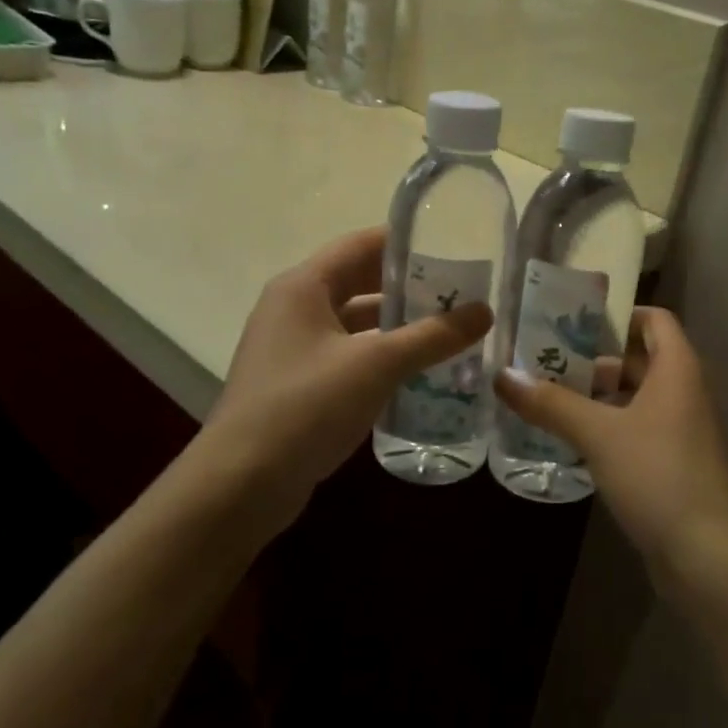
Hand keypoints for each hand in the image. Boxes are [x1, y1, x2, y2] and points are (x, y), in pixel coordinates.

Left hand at [191, 227, 490, 540]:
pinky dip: (382, 357)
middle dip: (409, 287)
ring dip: (398, 326)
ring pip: (356, 323)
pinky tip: (419, 372)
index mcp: (302, 286)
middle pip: (359, 282)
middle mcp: (294, 308)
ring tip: (450, 331)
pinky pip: (349, 356)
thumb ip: (432, 336)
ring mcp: (294, 348)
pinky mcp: (299, 384)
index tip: (453, 249)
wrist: (242, 484)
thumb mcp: (376, 365)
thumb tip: (484, 312)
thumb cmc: (306, 407)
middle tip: (461, 294)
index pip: (360, 244)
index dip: (406, 243)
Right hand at [495, 309, 727, 590]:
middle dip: (592, 359)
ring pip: (632, 397)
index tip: (571, 320)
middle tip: (542, 360)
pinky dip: (604, 426)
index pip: (654, 320)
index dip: (617, 315)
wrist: (707, 555)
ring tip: (544, 397)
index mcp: (677, 369)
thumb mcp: (599, 434)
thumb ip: (551, 403)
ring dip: (594, 396)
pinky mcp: (670, 463)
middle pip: (637, 359)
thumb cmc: (658, 475)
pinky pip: (633, 429)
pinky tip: (567, 437)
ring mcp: (678, 430)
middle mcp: (682, 392)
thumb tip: (503, 375)